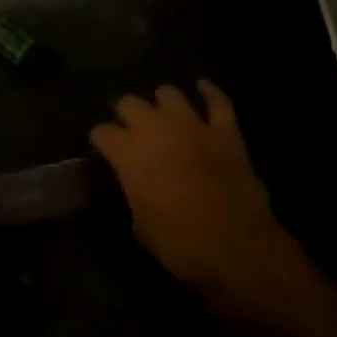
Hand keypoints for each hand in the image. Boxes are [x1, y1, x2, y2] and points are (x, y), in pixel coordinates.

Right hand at [91, 81, 318, 328]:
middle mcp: (156, 128)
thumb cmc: (180, 245)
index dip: (100, 142)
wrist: (237, 248)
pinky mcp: (225, 130)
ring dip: (162, 104)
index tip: (103, 152)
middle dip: (126, 115)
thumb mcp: (140, 227)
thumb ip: (131, 194)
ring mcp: (193, 125)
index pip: (102, 132)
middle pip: (129, 103)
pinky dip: (209, 92)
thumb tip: (132, 185)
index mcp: (129, 153)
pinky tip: (203, 88)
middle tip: (130, 133)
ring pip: (169, 94)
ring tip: (162, 115)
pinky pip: (218, 101)